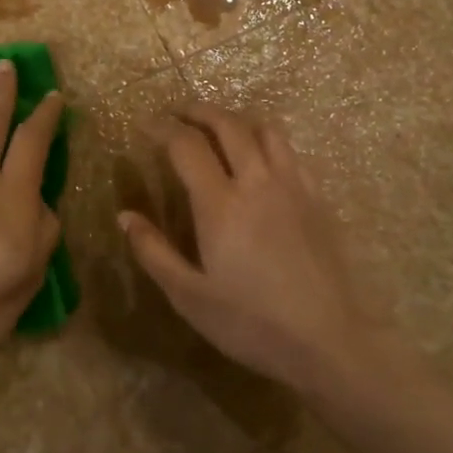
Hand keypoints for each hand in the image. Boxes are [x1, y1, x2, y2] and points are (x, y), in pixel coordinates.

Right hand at [119, 104, 377, 395]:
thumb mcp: (189, 296)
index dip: (162, 128)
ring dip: (236, 119)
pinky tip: (261, 159)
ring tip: (218, 128)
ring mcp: (293, 187)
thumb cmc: (251, 323)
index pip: (186, 145)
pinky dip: (267, 141)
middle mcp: (257, 183)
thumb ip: (153, 252)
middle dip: (198, 111)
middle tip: (177, 114)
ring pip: (265, 130)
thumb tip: (125, 216)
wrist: (328, 341)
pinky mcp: (317, 199)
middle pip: (227, 125)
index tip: (145, 125)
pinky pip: (291, 152)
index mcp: (220, 205)